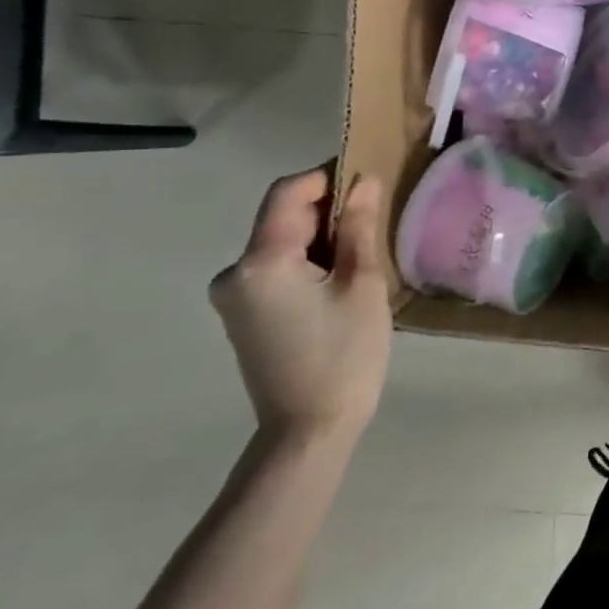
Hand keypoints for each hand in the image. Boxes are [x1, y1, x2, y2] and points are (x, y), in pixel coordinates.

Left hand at [209, 168, 392, 443]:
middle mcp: (235, 272)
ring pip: (280, 240)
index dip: (327, 176)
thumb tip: (364, 181)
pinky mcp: (243, 313)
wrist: (309, 431)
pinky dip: (307, 258)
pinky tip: (340, 276)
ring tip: (363, 248)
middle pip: (281, 215)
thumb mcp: (363, 284)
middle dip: (327, 207)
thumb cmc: (344, 355)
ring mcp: (234, 295)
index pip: (288, 192)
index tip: (367, 180)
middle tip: (374, 216)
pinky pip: (275, 266)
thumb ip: (359, 227)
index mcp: (261, 262)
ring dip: (319, 234)